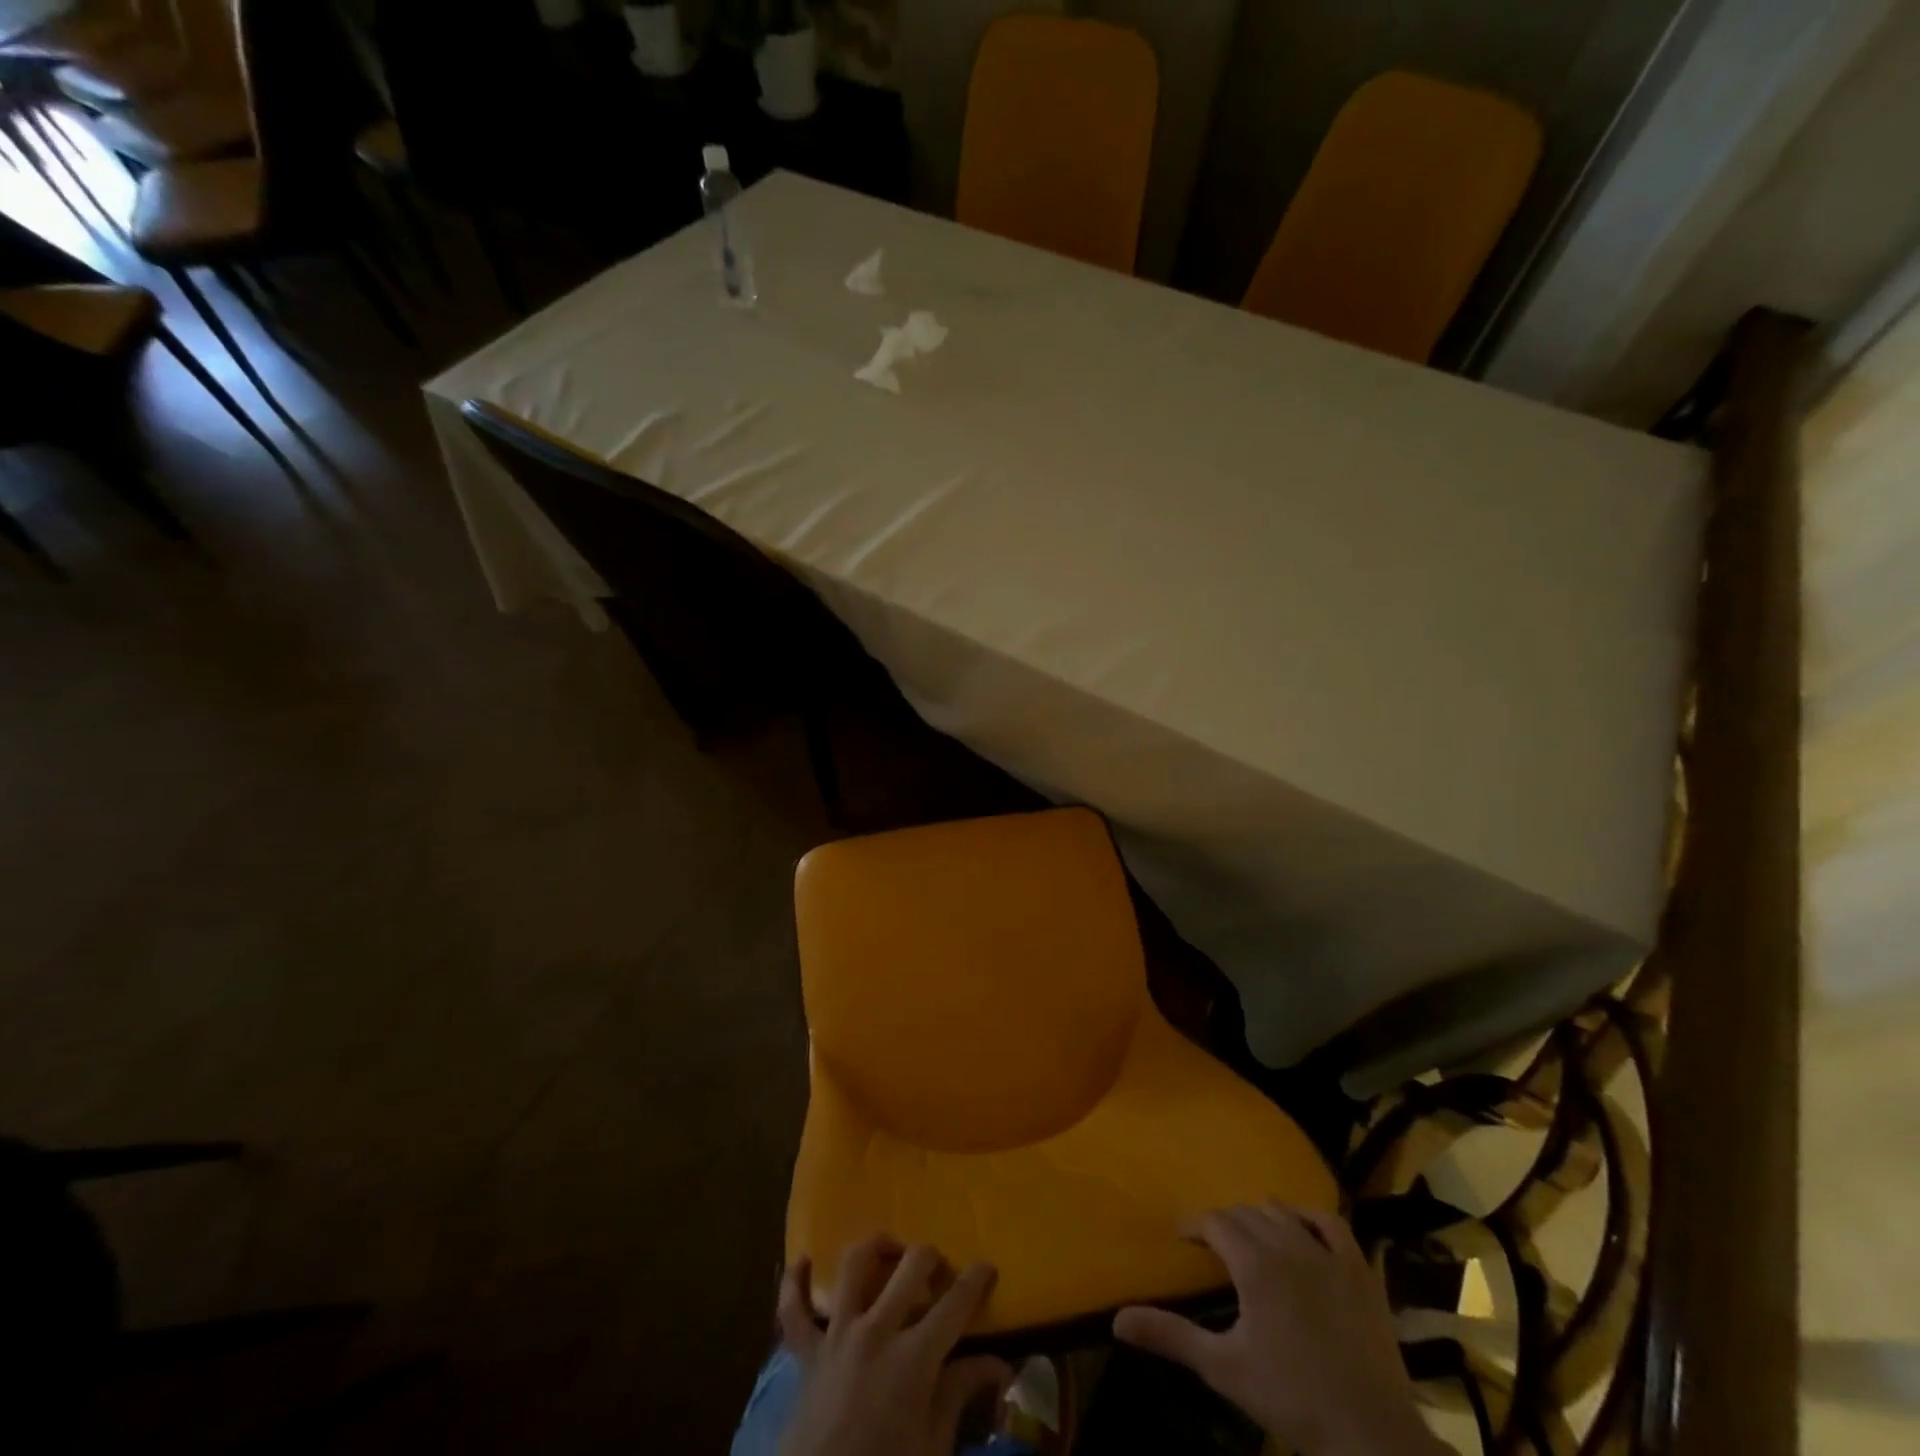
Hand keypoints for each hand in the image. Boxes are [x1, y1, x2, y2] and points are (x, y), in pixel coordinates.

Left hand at [776, 1236, 1010, 1455]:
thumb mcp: (933, 1445)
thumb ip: (959, 1393)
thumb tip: (998, 1364)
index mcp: (914, 1357)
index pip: (956, 1303)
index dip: (977, 1279)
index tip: (988, 1269)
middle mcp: (876, 1330)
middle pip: (911, 1265)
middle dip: (932, 1258)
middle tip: (940, 1274)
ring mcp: (837, 1335)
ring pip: (855, 1265)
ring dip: (877, 1248)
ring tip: (891, 1251)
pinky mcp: (807, 1352)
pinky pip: (792, 1309)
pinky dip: (795, 1282)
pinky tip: (803, 1261)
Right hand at [1114, 1204, 1439, 1455]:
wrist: (1370, 1435)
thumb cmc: (1291, 1399)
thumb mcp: (1223, 1367)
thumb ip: (1171, 1336)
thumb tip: (1117, 1320)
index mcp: (1254, 1262)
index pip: (1215, 1222)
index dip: (1195, 1225)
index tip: (1182, 1238)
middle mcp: (1288, 1244)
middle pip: (1246, 1213)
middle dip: (1225, 1223)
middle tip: (1214, 1246)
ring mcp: (1328, 1254)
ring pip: (1283, 1212)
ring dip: (1261, 1218)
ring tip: (1251, 1239)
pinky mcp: (1360, 1271)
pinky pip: (1332, 1223)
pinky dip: (1311, 1217)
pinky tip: (1304, 1229)